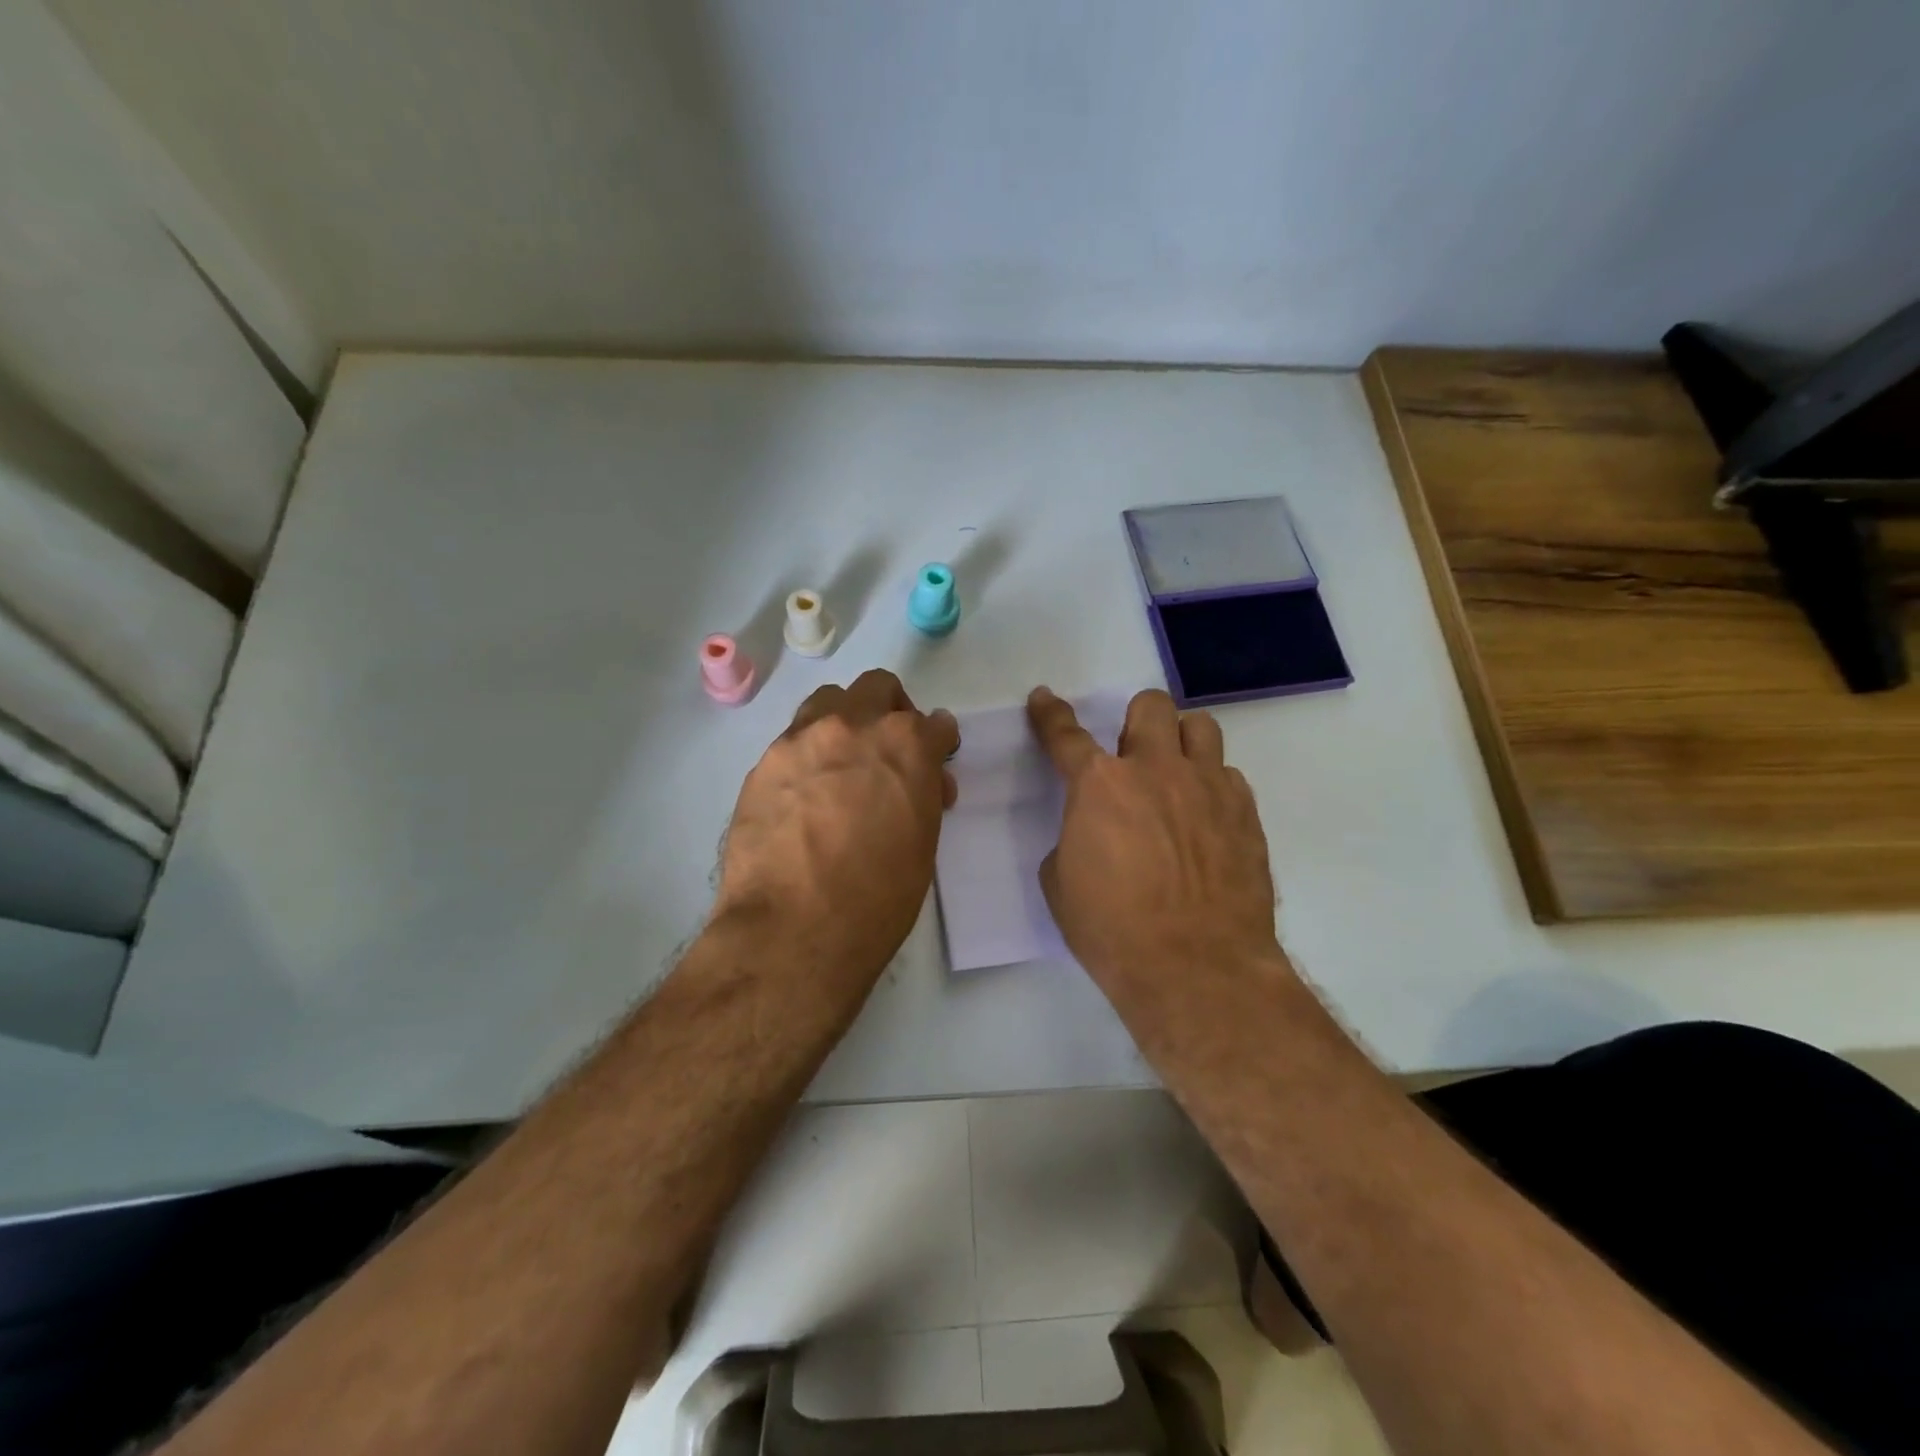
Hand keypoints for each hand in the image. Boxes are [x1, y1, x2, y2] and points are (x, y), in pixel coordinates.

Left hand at [713, 670, 958, 999]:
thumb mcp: (922, 843)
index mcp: (907, 746)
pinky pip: (794, 740)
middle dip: (892, 711)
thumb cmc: (877, 897)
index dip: (939, 742)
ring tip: (842, 762)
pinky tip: (804, 795)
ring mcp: (802, 739)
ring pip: (829, 700)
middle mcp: (854, 726)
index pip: (936, 723)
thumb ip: (922, 795)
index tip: (935, 760)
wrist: (795, 928)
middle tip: (889, 751)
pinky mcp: (764, 762)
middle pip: (878, 688)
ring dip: (845, 720)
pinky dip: (809, 754)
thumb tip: (917, 782)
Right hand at [1028, 686, 1280, 1002]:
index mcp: (1100, 785)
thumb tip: (1093, 832)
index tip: (1044, 698)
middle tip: (1131, 755)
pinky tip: (1205, 819)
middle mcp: (1156, 770)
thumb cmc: (1113, 931)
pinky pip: (1228, 775)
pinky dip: (1211, 786)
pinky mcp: (1245, 812)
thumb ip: (1074, 838)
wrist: (1196, 967)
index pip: (1066, 735)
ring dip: (1181, 742)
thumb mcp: (1062, 884)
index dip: (1050, 713)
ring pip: (1201, 727)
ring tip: (1176, 774)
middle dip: (1135, 721)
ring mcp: (1207, 786)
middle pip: (1150, 706)